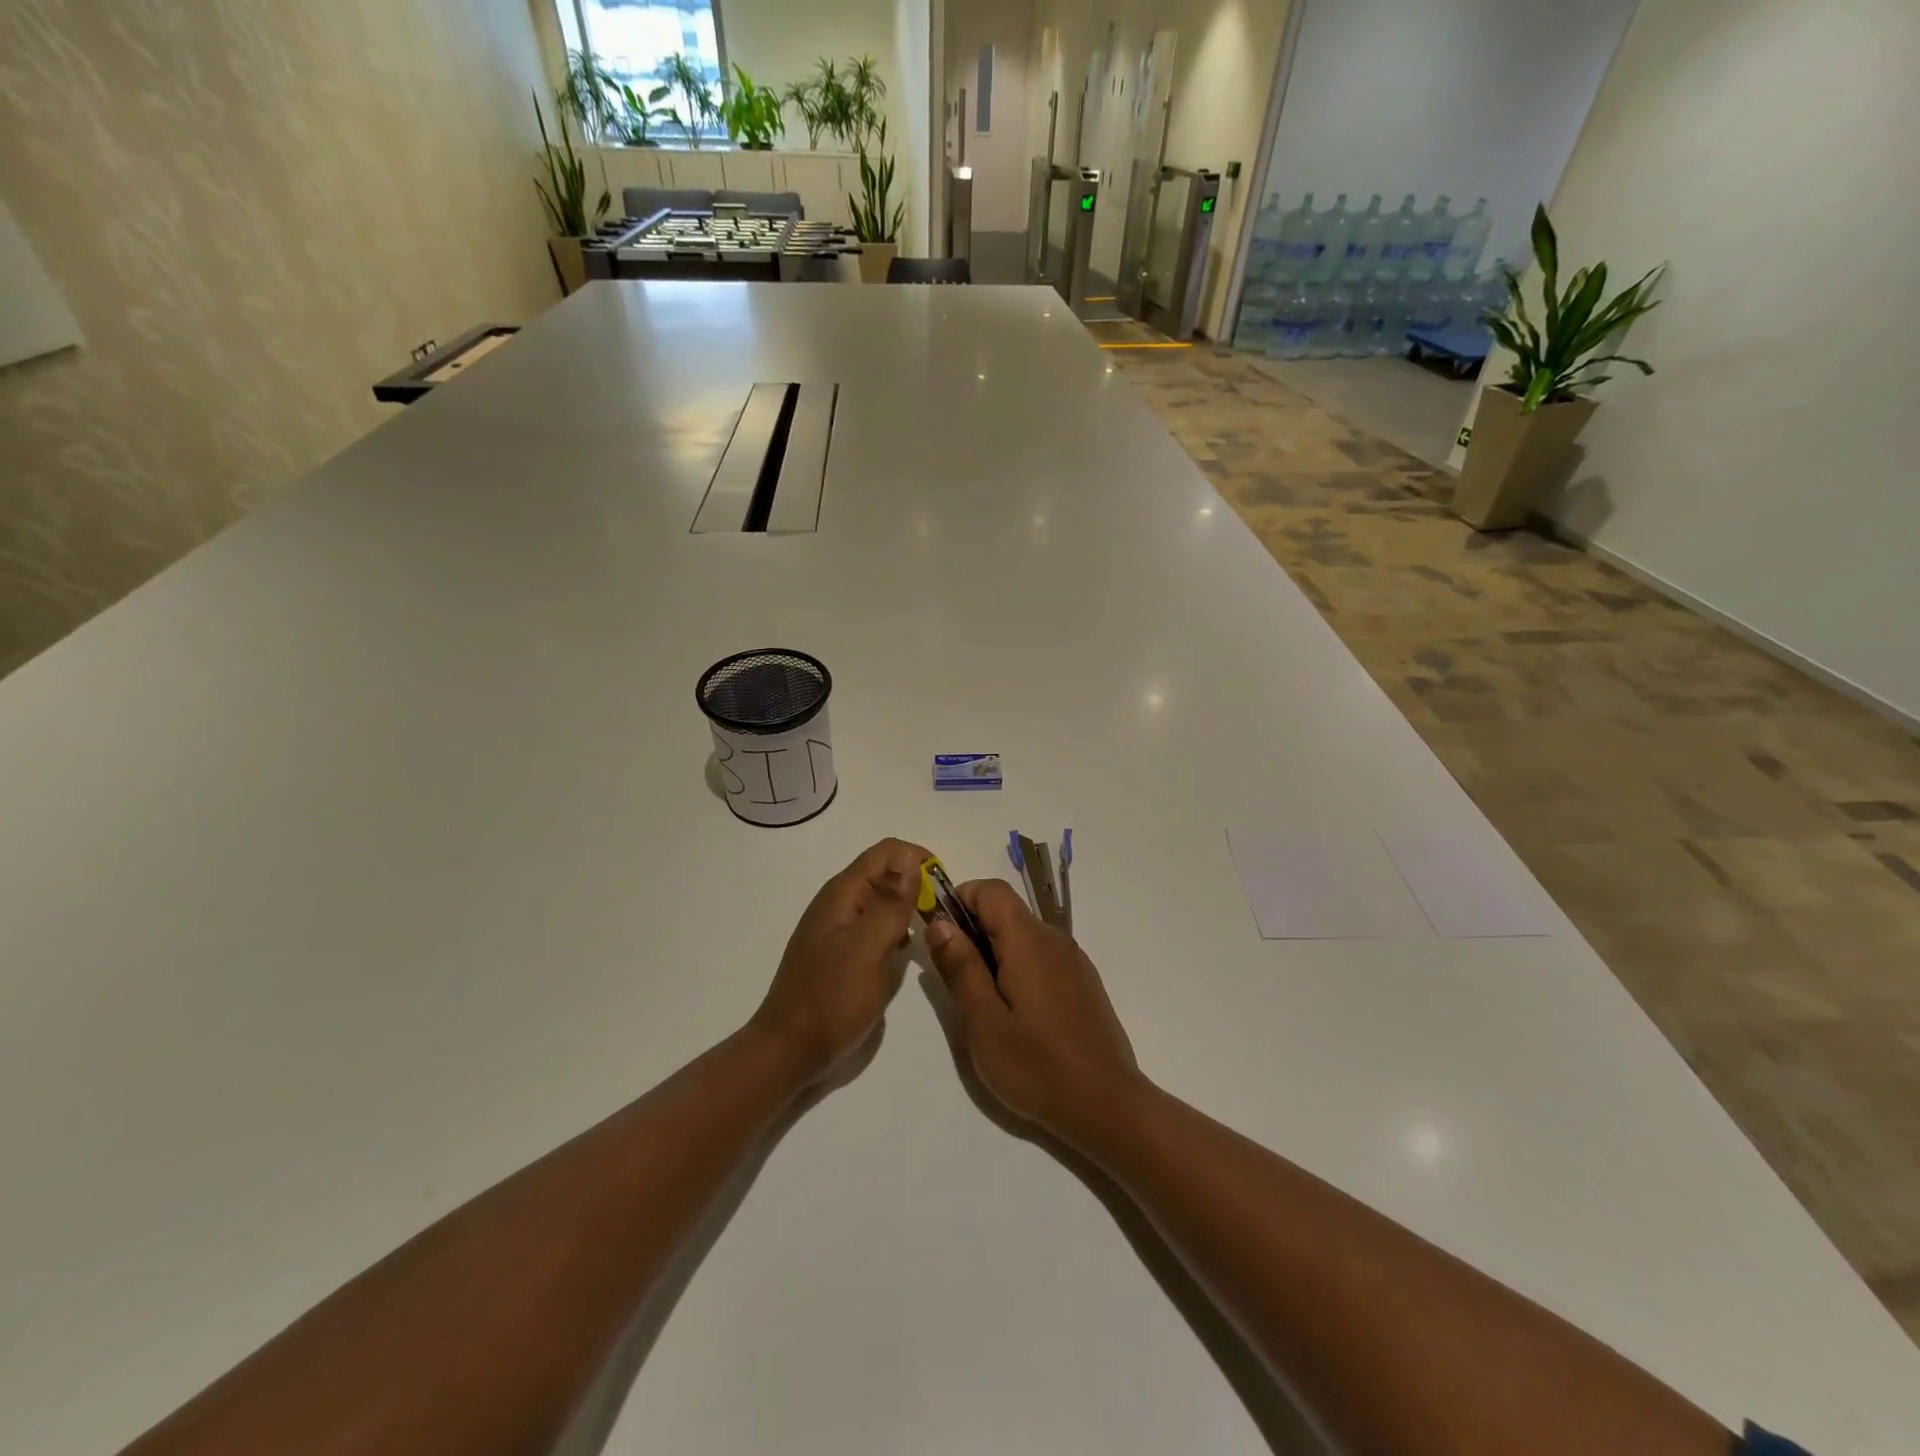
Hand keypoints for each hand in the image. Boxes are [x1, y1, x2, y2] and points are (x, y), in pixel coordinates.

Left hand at [751, 838, 928, 1082]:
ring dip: (906, 907)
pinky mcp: (837, 952)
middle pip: (883, 873)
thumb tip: (909, 856)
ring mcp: (835, 928)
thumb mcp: (869, 948)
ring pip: (879, 901)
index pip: (887, 852)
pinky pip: (871, 926)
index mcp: (843, 893)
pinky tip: (903, 952)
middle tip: (941, 914)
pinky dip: (892, 929)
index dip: (918, 859)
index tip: (944, 886)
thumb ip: (890, 903)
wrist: (789, 1050)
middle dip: (915, 884)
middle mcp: (837, 902)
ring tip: (930, 931)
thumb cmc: (833, 998)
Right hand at [923, 879, 1144, 1144]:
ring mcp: (1074, 961)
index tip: (940, 936)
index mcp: (1029, 940)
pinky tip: (1016, 1014)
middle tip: (956, 981)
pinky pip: (1042, 957)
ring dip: (995, 952)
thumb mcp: (984, 1022)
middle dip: (973, 931)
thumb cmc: (1037, 1066)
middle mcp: (1055, 939)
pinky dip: (1018, 968)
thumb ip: (960, 967)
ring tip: (983, 1003)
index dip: (959, 900)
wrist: (1107, 1105)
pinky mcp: (1083, 982)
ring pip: (1023, 936)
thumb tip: (939, 922)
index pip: (991, 889)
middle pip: (1006, 911)